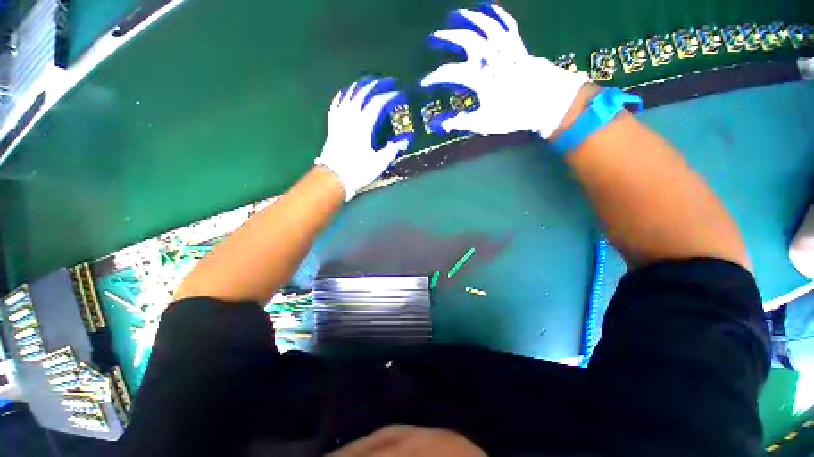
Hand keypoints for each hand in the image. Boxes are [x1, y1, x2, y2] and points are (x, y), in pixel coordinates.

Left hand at [315, 77, 411, 200]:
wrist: (334, 179)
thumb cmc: (358, 171)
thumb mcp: (379, 163)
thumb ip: (392, 149)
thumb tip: (404, 141)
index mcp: (363, 127)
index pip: (377, 103)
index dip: (389, 95)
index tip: (399, 93)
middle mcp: (350, 119)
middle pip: (362, 94)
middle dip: (376, 84)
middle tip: (387, 81)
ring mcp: (339, 121)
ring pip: (348, 96)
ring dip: (359, 86)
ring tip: (369, 81)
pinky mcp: (332, 126)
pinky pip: (336, 105)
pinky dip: (342, 96)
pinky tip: (346, 93)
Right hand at [421, 4, 588, 138]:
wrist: (547, 104)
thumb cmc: (513, 115)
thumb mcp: (484, 123)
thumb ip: (461, 122)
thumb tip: (440, 125)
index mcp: (481, 79)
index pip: (450, 73)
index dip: (434, 77)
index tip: (423, 83)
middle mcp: (491, 59)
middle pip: (466, 41)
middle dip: (446, 38)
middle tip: (433, 38)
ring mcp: (505, 49)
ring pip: (485, 26)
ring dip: (468, 18)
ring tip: (455, 14)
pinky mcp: (518, 46)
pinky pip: (506, 24)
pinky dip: (496, 14)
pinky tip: (487, 7)